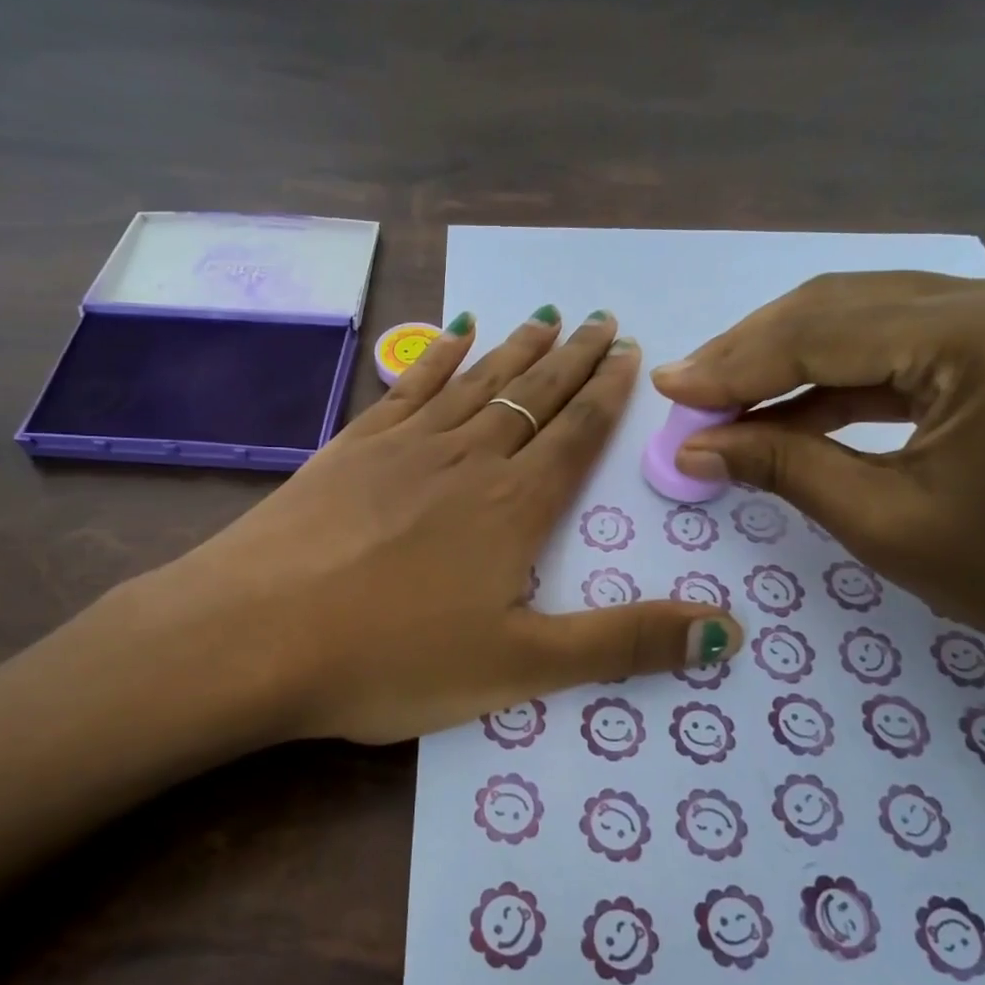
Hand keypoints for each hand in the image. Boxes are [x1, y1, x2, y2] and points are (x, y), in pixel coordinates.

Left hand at [106, 307, 742, 746]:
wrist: (255, 634)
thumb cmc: (392, 658)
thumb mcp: (522, 668)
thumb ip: (624, 644)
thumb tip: (730, 632)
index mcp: (514, 507)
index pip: (576, 434)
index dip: (606, 392)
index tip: (627, 350)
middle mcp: (466, 459)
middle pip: (531, 396)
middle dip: (572, 358)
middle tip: (601, 318)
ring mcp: (403, 446)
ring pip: (475, 382)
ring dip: (514, 349)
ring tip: (543, 315)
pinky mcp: (350, 448)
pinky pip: (408, 387)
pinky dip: (437, 358)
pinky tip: (451, 336)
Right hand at [650, 272, 984, 679]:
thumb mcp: (884, 522)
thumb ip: (781, 467)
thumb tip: (692, 448)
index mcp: (980, 335)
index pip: (820, 334)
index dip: (734, 364)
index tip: (666, 387)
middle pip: (839, 307)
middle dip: (753, 351)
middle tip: (687, 390)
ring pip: (867, 318)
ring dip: (790, 358)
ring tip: (723, 398)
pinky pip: (903, 345)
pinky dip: (839, 376)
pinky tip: (788, 409)